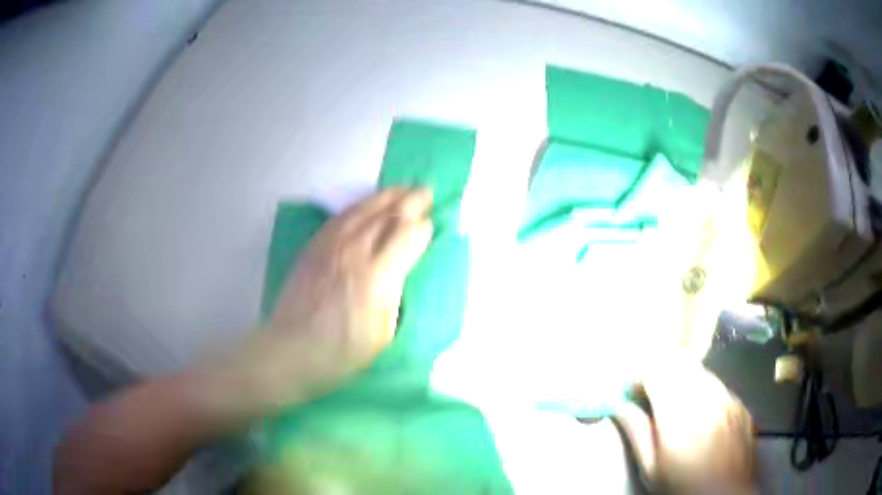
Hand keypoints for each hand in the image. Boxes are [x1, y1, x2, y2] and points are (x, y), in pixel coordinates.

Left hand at [235, 189, 433, 411]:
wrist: (292, 348)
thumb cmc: (342, 352)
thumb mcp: (383, 334)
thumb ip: (396, 294)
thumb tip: (403, 267)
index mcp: (378, 277)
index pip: (410, 235)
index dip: (424, 227)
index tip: (432, 227)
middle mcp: (356, 251)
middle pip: (390, 214)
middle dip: (413, 200)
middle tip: (427, 192)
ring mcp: (332, 244)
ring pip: (366, 208)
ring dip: (389, 195)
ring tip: (404, 189)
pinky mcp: (315, 244)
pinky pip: (343, 215)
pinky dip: (362, 204)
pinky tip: (369, 203)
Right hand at [642, 365, 756, 493]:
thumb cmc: (682, 487)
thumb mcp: (651, 468)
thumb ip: (636, 433)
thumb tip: (620, 407)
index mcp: (678, 412)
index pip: (656, 371)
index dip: (640, 377)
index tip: (632, 393)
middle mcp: (706, 395)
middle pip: (679, 363)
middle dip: (661, 373)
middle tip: (652, 396)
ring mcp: (727, 397)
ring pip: (700, 371)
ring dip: (683, 380)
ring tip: (677, 405)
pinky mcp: (740, 404)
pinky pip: (718, 385)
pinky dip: (704, 391)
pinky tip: (702, 415)